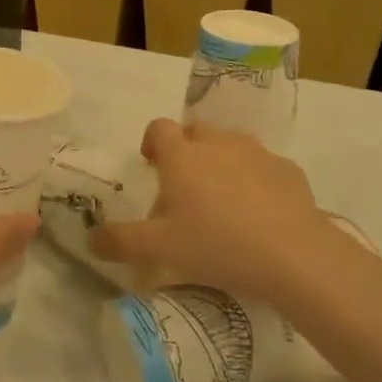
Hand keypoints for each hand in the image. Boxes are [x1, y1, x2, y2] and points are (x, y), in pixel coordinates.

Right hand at [91, 118, 346, 304]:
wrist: (292, 253)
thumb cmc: (216, 244)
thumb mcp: (160, 249)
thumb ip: (120, 241)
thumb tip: (90, 240)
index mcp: (181, 156)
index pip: (159, 128)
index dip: (152, 141)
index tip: (151, 163)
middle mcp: (217, 143)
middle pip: (196, 130)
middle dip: (187, 149)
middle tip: (186, 185)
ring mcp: (256, 152)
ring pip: (232, 144)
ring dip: (222, 160)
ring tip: (223, 198)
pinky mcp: (288, 169)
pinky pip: (264, 166)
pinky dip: (257, 179)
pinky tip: (260, 212)